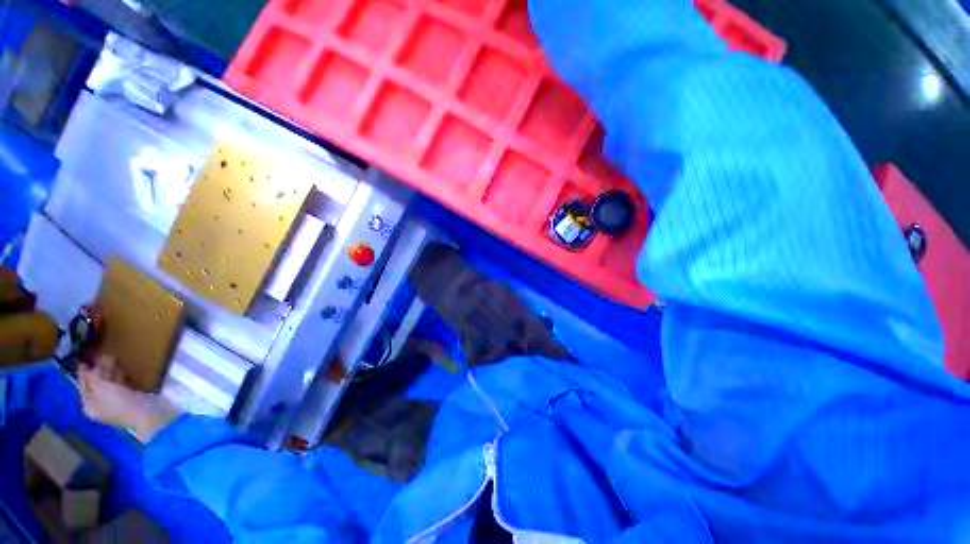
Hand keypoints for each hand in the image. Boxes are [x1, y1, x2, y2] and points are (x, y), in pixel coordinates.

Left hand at [79, 356, 182, 442]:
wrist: (148, 414)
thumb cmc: (121, 403)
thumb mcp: (103, 389)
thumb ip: (91, 377)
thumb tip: (83, 365)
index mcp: (89, 405)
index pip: (83, 385)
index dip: (85, 372)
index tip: (87, 357)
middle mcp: (99, 405)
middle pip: (97, 384)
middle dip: (100, 370)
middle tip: (105, 356)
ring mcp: (115, 403)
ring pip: (110, 384)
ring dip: (112, 372)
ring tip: (116, 360)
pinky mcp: (130, 399)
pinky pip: (121, 385)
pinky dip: (122, 377)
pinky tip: (126, 371)